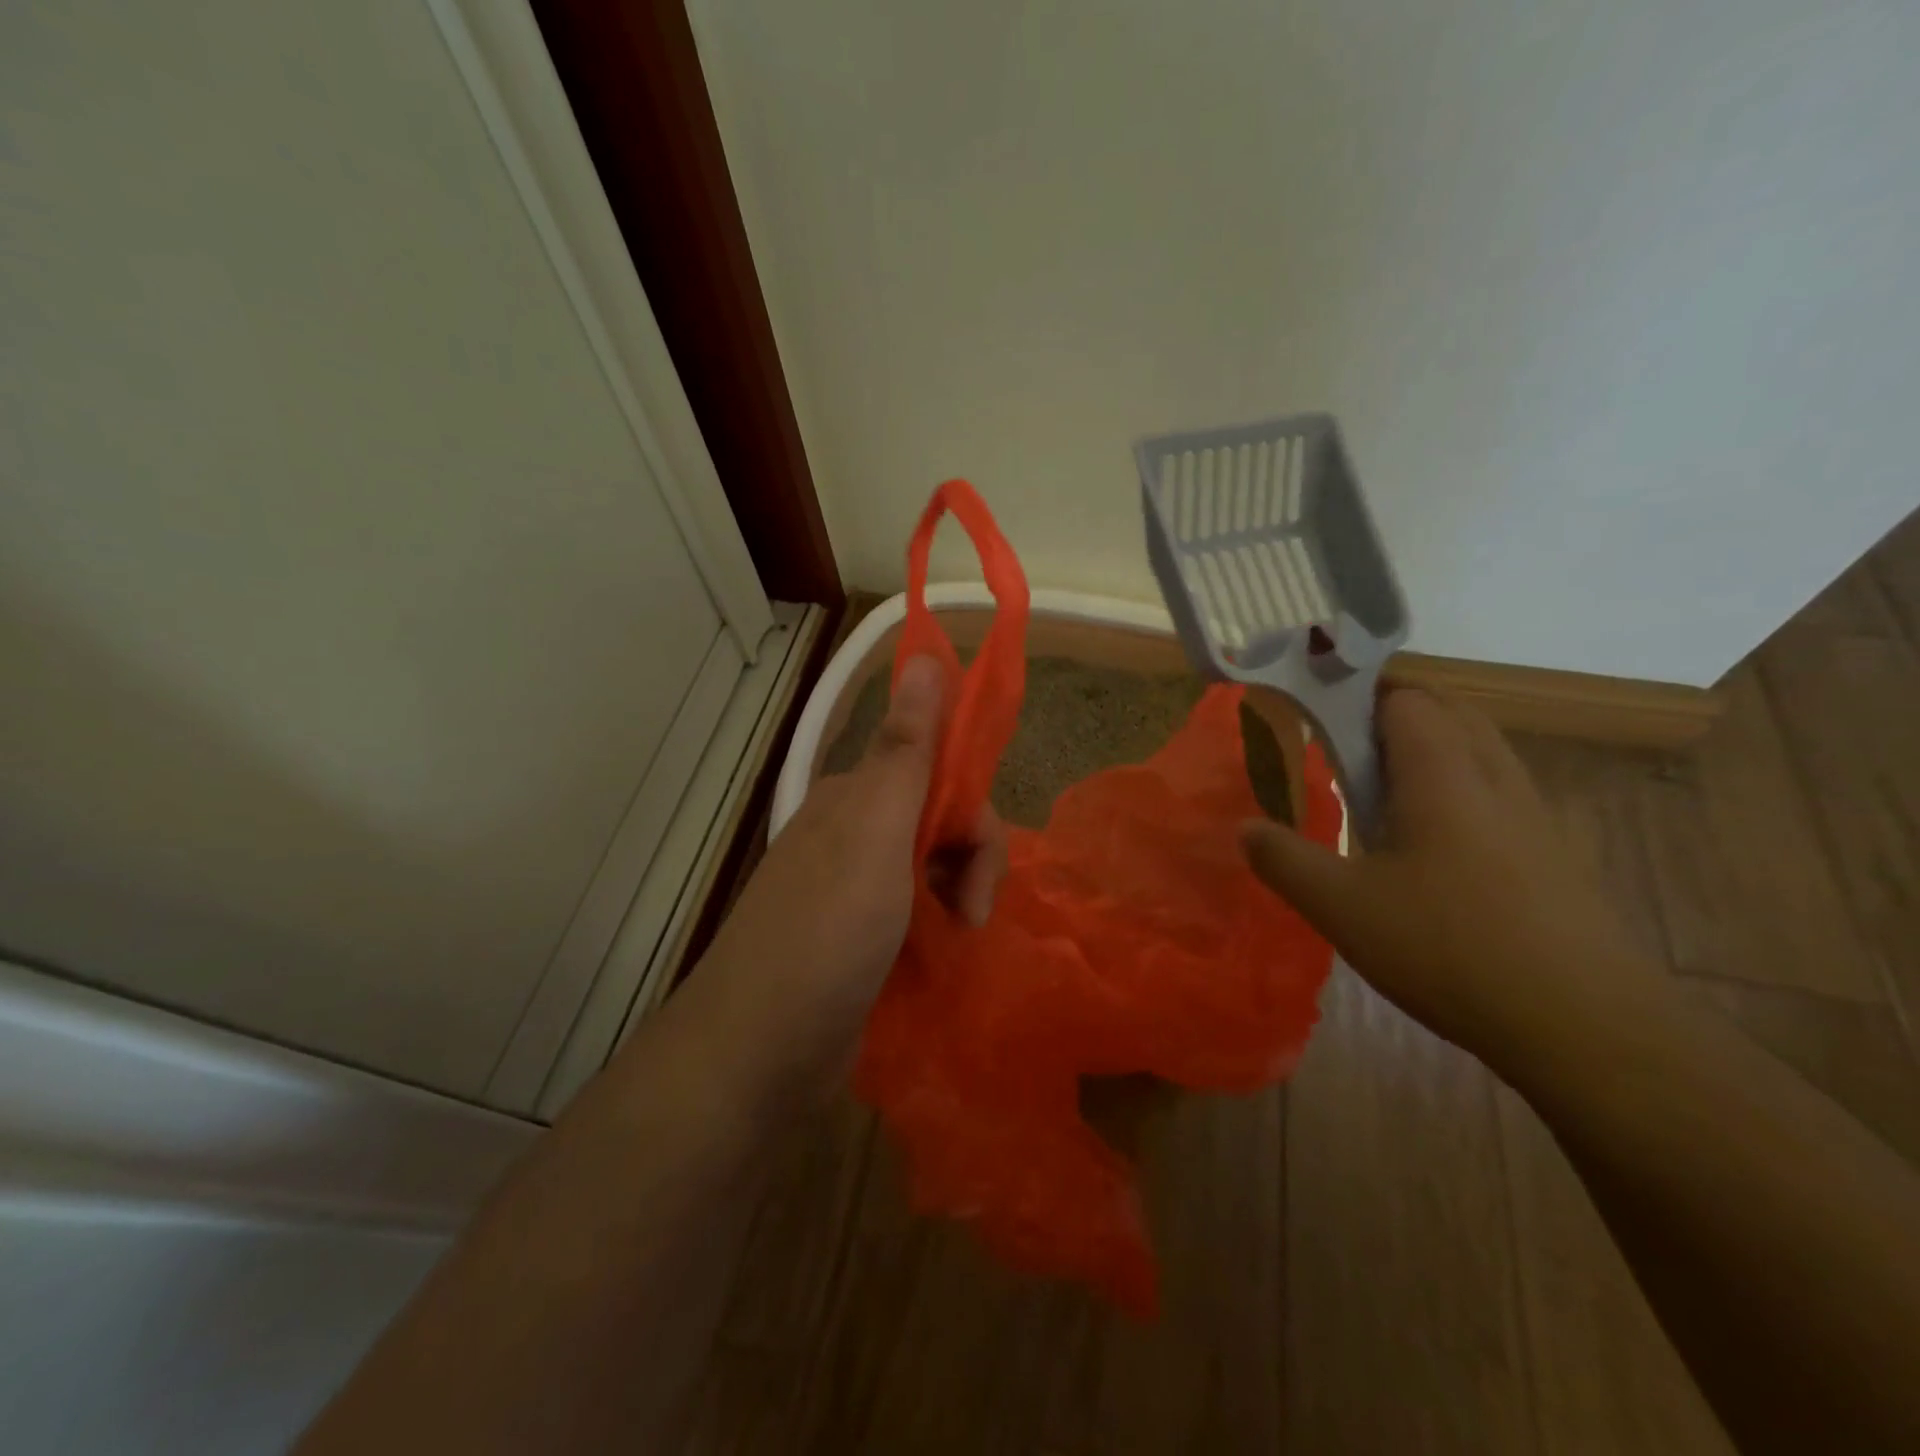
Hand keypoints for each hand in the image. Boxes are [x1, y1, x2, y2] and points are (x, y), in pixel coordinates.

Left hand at [701, 655, 1007, 1048]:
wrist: (757, 1053)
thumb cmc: (824, 934)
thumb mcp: (874, 833)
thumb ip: (904, 748)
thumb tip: (920, 651)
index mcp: (856, 799)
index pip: (938, 773)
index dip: (971, 811)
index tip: (982, 860)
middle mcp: (854, 834)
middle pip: (940, 821)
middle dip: (972, 861)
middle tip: (972, 915)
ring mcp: (854, 889)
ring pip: (933, 868)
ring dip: (960, 896)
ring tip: (960, 939)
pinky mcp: (858, 939)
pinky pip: (917, 913)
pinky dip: (938, 926)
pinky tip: (943, 952)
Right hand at [1240, 687, 1666, 1065]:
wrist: (1586, 1028)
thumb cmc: (1449, 947)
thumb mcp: (1340, 906)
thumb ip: (1283, 858)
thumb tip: (1244, 827)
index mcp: (1442, 772)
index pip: (1404, 698)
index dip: (1358, 698)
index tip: (1315, 720)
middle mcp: (1495, 778)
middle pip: (1450, 713)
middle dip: (1395, 718)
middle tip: (1345, 752)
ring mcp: (1534, 817)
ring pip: (1481, 753)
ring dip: (1431, 754)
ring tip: (1382, 795)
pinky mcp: (1555, 857)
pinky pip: (1499, 795)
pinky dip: (1460, 793)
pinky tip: (1433, 850)